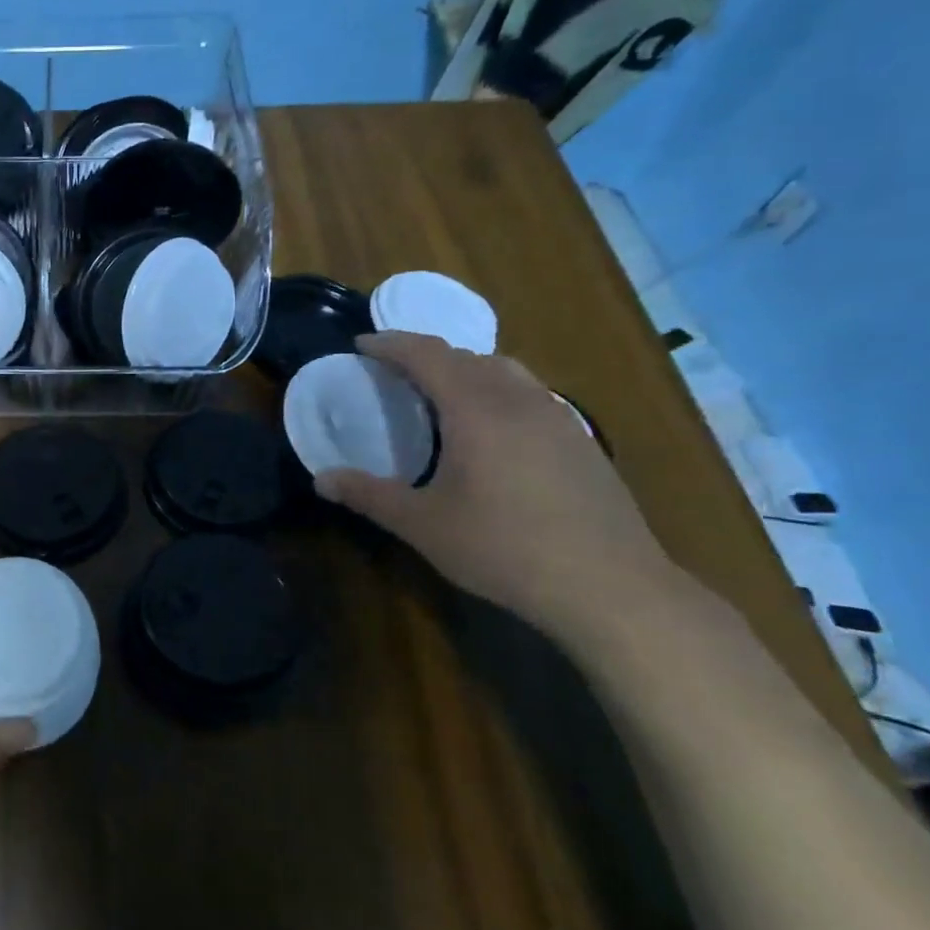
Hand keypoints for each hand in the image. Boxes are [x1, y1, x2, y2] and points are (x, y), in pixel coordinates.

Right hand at [314, 332, 679, 638]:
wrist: (609, 586)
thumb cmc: (504, 549)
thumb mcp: (423, 525)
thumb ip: (368, 495)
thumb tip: (321, 479)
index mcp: (476, 410)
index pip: (428, 354)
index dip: (391, 344)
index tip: (361, 344)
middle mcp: (519, 400)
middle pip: (467, 356)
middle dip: (425, 354)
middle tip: (393, 373)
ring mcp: (558, 417)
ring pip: (505, 370)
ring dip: (465, 369)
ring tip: (440, 394)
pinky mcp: (581, 440)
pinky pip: (529, 394)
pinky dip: (496, 391)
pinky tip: (492, 430)